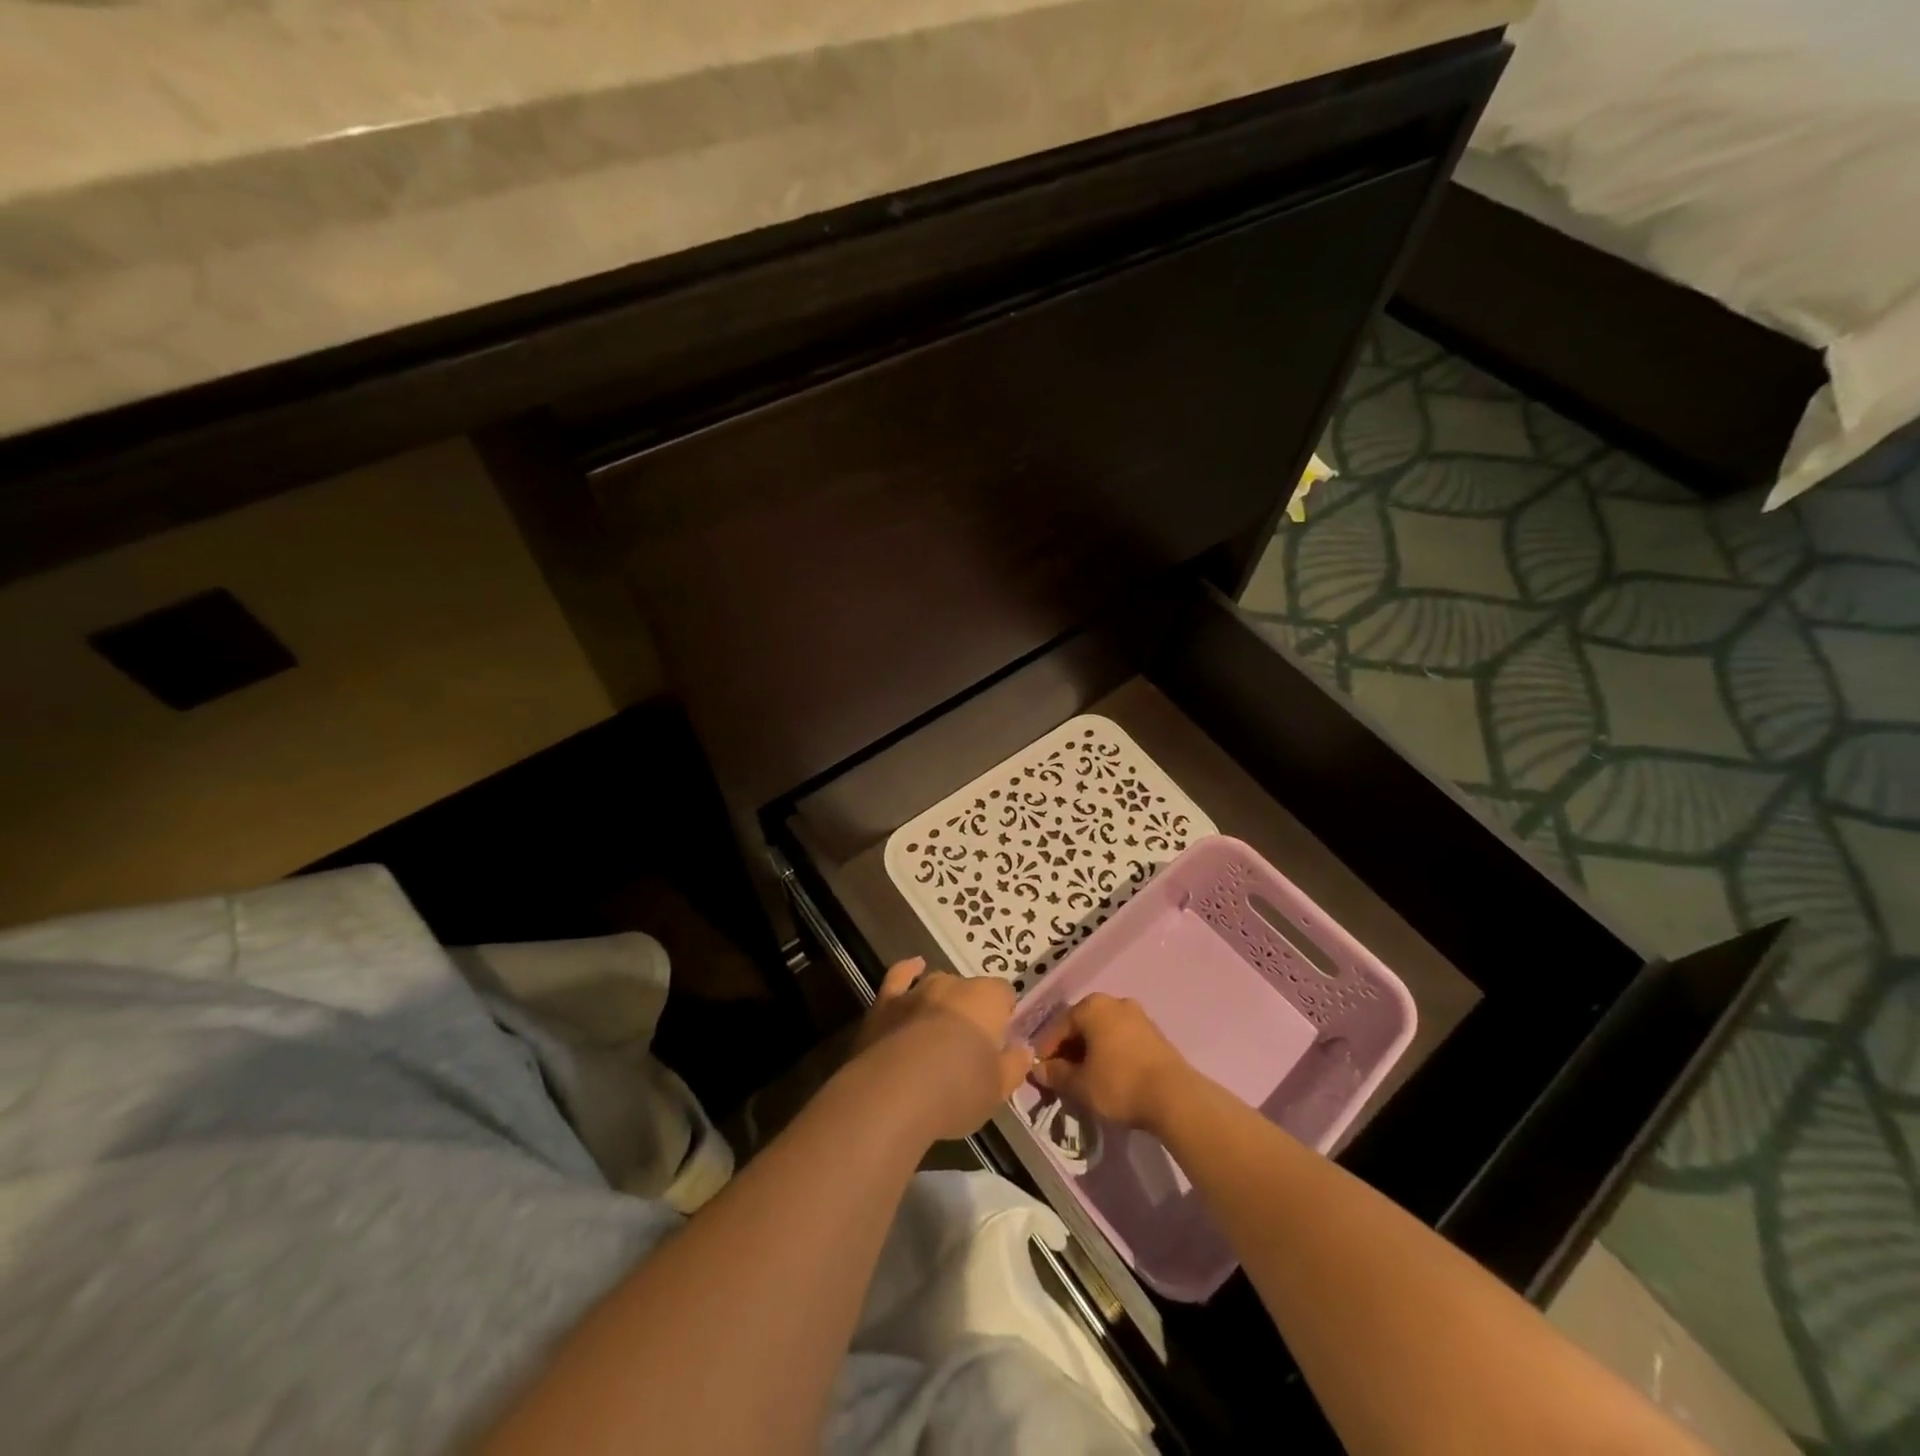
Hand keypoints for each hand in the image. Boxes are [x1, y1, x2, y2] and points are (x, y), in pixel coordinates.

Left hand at [854, 958, 1033, 1137]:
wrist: (896, 1092)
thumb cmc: (958, 1089)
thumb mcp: (999, 1087)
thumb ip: (1015, 1065)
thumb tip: (1024, 1050)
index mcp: (987, 999)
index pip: (1004, 993)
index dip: (1003, 1014)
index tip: (1001, 1039)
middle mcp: (953, 984)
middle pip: (969, 990)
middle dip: (971, 1010)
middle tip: (969, 1045)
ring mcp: (917, 990)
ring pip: (937, 984)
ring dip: (942, 999)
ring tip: (941, 1026)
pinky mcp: (886, 1002)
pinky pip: (900, 977)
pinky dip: (908, 971)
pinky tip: (913, 968)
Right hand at [1031, 994, 1192, 1131]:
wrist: (1175, 1097)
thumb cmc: (1119, 1084)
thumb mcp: (1079, 1085)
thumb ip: (1056, 1075)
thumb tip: (1039, 1070)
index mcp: (1092, 1006)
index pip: (1059, 1028)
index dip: (1046, 1052)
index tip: (1041, 1075)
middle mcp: (1114, 1002)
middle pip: (1082, 1027)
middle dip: (1069, 1052)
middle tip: (1062, 1078)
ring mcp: (1138, 1016)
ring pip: (1103, 1033)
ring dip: (1091, 1053)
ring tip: (1085, 1080)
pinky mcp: (1155, 1034)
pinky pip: (1122, 1040)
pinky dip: (1111, 1055)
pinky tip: (1109, 1077)